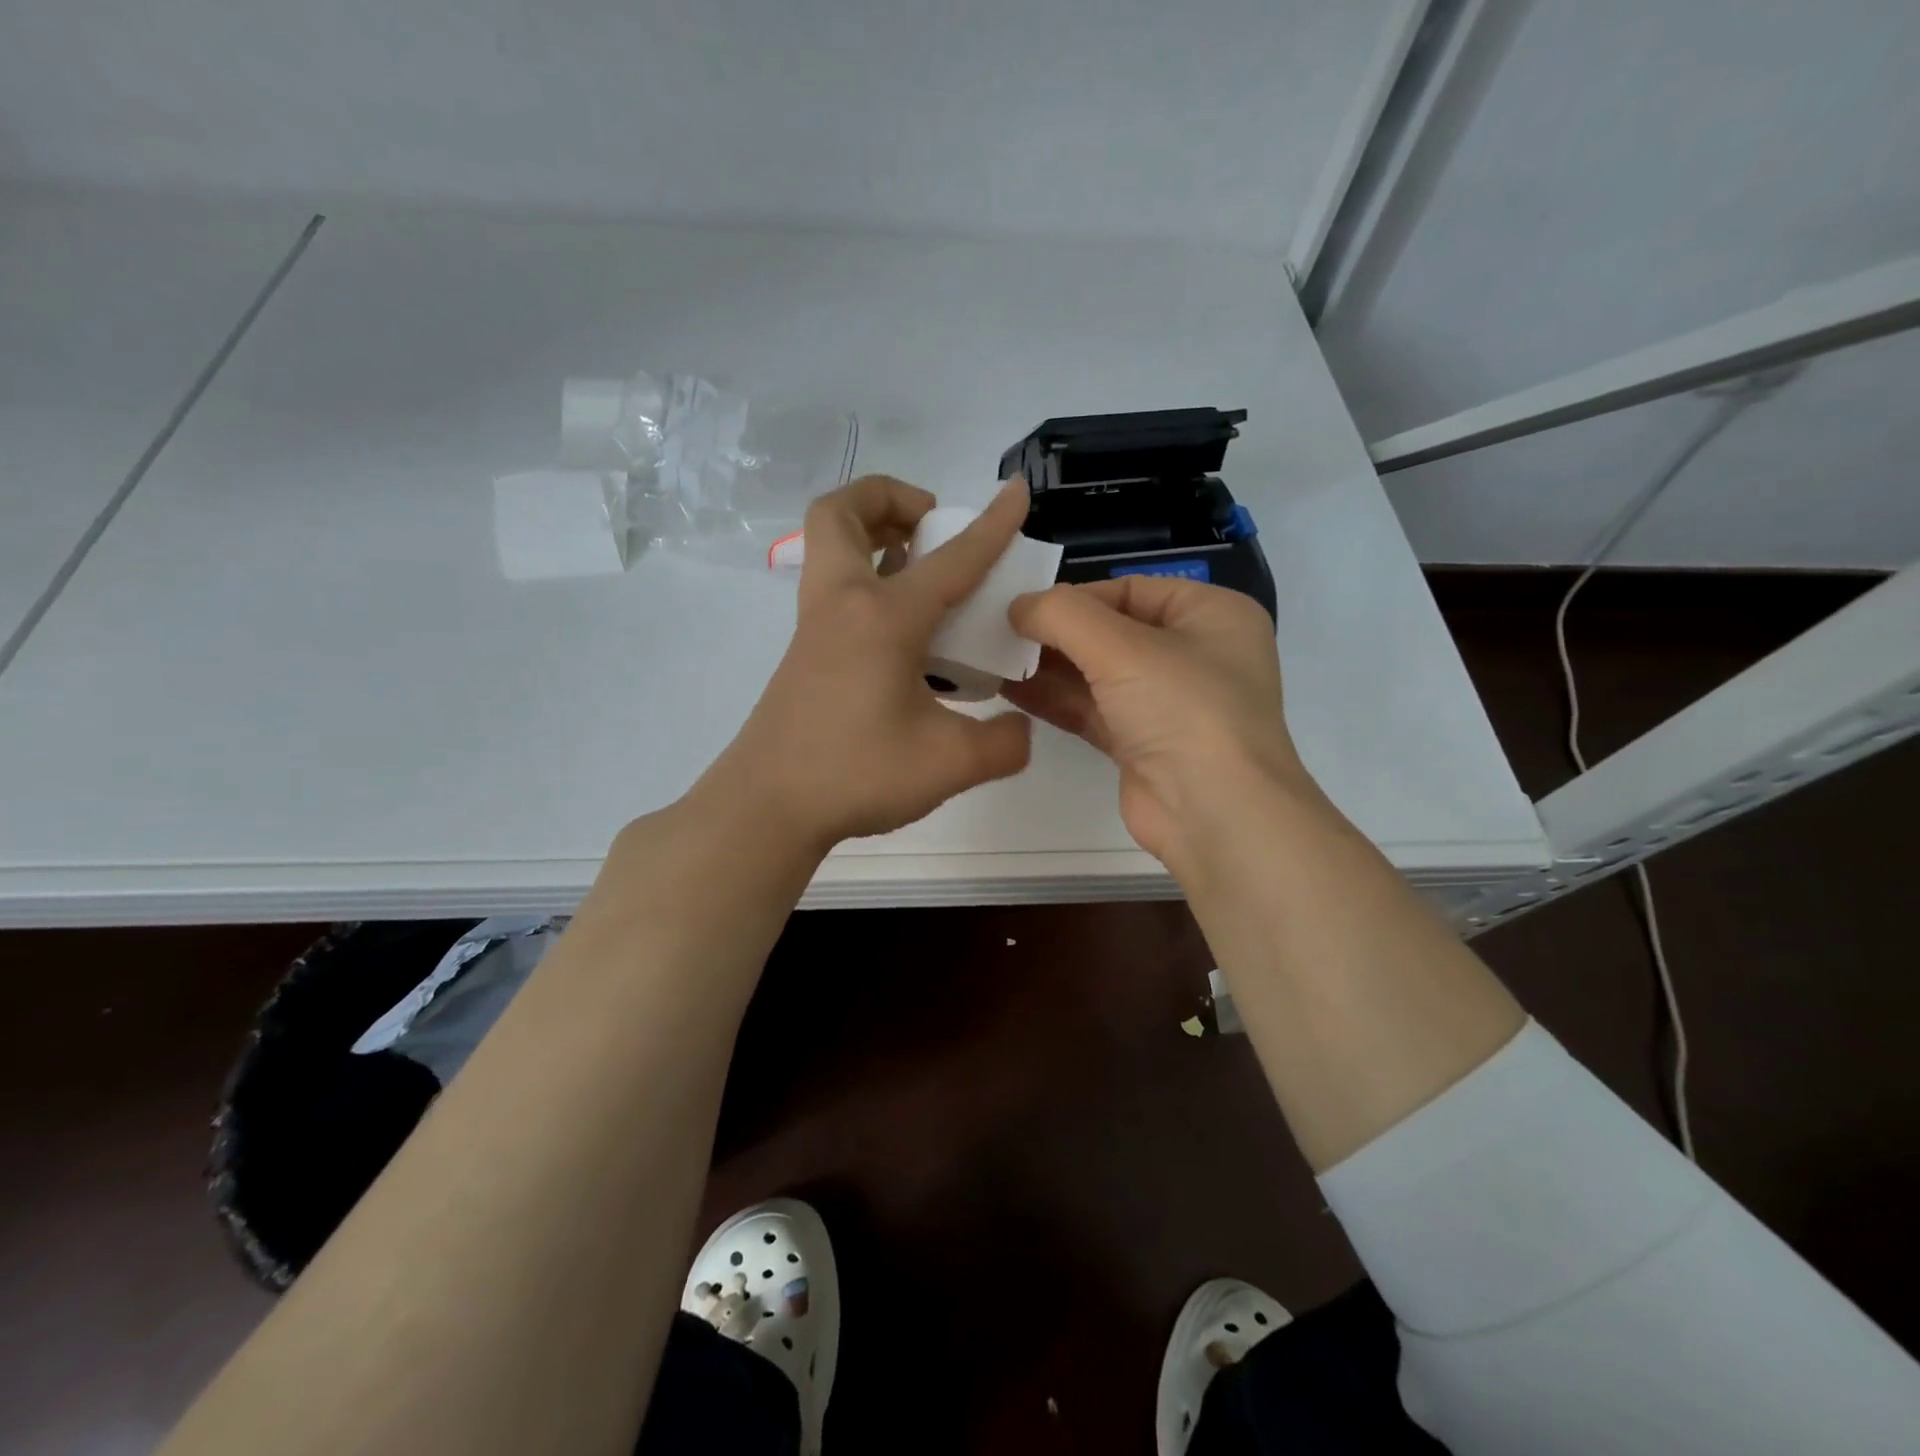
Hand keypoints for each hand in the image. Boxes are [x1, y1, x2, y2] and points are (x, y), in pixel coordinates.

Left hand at [703, 475, 1033, 850]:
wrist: (768, 807)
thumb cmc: (857, 773)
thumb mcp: (950, 764)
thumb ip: (1003, 743)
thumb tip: (1018, 727)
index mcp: (884, 617)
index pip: (952, 559)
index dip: (992, 525)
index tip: (1016, 492)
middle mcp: (843, 605)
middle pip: (842, 513)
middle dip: (889, 498)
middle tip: (930, 527)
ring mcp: (815, 628)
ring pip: (829, 548)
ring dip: (873, 536)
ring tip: (921, 571)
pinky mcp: (804, 654)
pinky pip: (834, 591)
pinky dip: (868, 583)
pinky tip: (905, 636)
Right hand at [1006, 577, 1314, 876]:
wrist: (1214, 814)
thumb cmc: (1183, 709)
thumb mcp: (1122, 647)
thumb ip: (1062, 615)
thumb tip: (1017, 607)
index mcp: (1210, 615)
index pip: (1131, 589)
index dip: (1076, 596)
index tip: (1023, 607)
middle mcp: (1193, 654)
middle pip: (1111, 631)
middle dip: (1056, 634)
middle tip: (999, 632)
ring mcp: (1167, 703)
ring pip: (1098, 674)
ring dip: (1048, 667)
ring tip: (992, 658)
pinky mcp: (1141, 744)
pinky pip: (1092, 710)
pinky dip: (1055, 699)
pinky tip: (1010, 689)